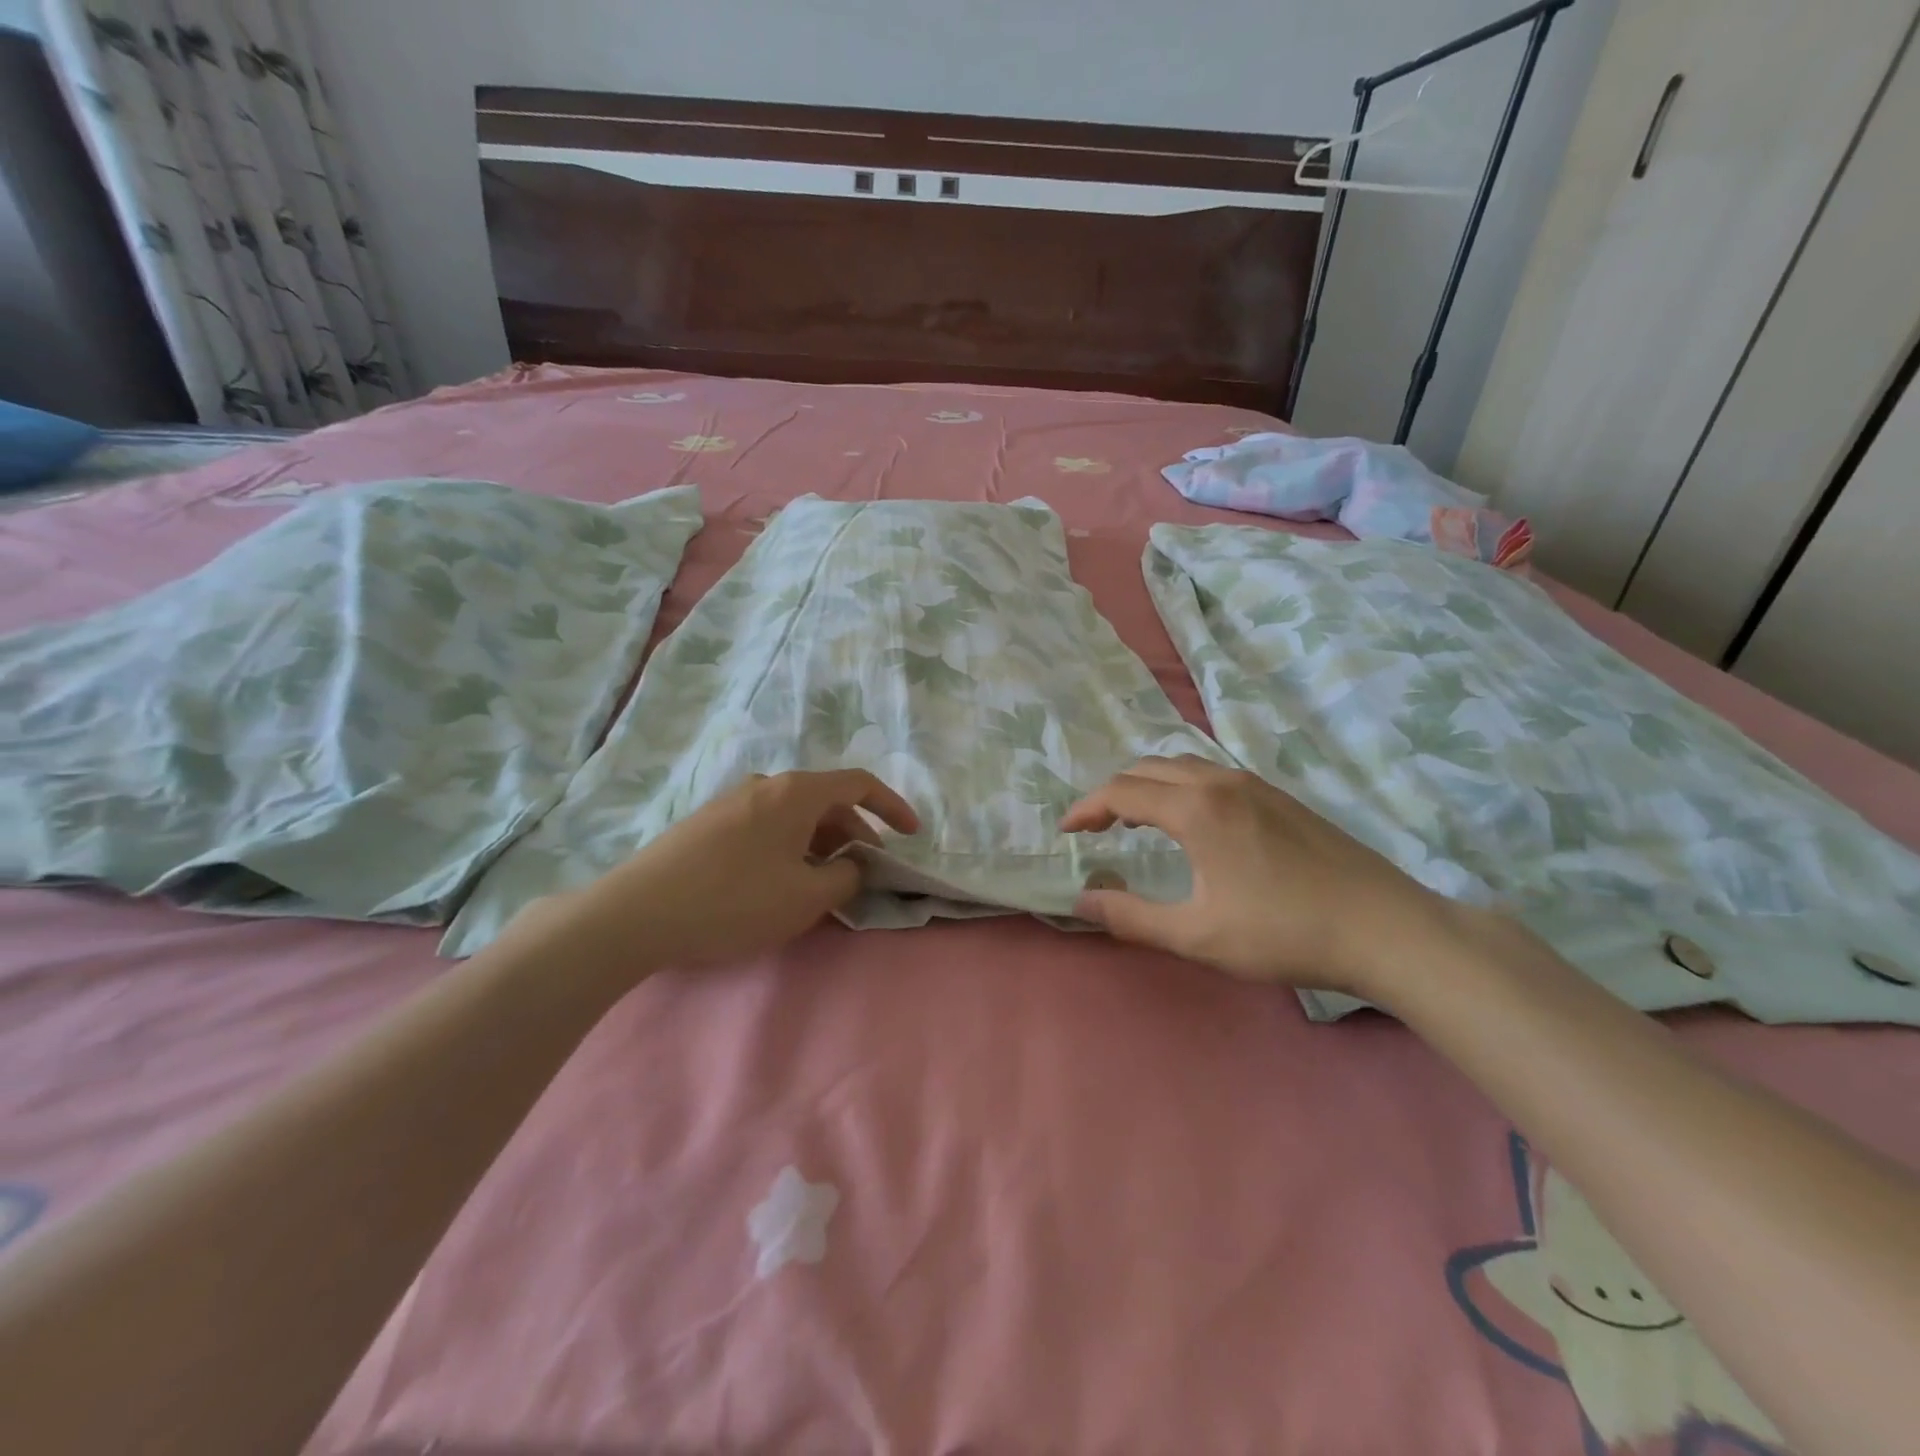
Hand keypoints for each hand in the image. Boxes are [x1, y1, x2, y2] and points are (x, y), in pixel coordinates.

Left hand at [513, 770, 918, 973]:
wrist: (636, 914)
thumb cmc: (734, 901)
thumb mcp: (806, 897)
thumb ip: (846, 878)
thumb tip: (853, 867)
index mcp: (795, 793)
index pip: (859, 784)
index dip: (892, 807)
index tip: (911, 835)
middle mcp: (766, 786)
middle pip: (827, 800)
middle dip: (856, 834)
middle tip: (866, 872)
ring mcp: (733, 802)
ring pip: (795, 816)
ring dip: (822, 844)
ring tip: (825, 883)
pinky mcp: (709, 824)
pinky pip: (768, 827)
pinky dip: (791, 847)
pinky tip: (781, 882)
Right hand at [1060, 756, 1465, 996]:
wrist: (1385, 928)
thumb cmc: (1284, 933)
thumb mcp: (1197, 935)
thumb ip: (1131, 917)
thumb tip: (1081, 901)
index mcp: (1195, 808)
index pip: (1121, 792)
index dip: (1086, 809)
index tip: (1065, 832)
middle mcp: (1221, 782)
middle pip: (1148, 768)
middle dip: (1113, 793)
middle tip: (1096, 828)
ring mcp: (1255, 784)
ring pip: (1182, 766)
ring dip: (1148, 786)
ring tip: (1136, 822)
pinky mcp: (1279, 796)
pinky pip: (1211, 774)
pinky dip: (1180, 787)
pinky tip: (1192, 823)